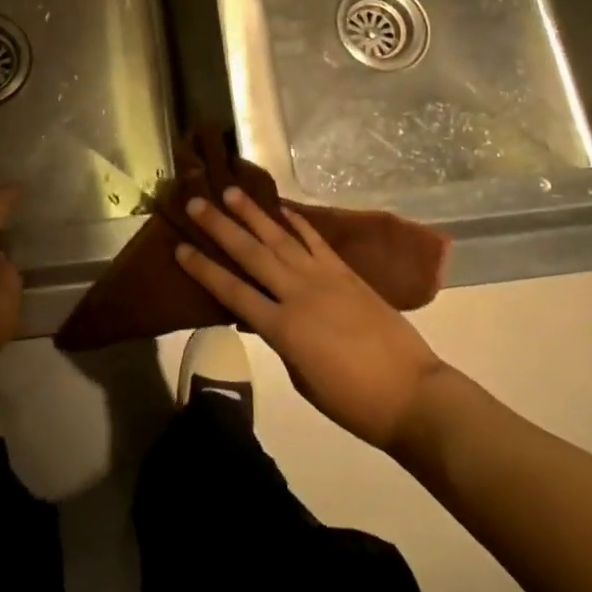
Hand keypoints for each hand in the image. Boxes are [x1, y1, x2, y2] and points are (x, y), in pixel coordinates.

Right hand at [178, 188, 447, 451]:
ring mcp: (324, 278)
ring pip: (280, 238)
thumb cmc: (353, 401)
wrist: (412, 394)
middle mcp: (298, 294)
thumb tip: (265, 315)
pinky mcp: (346, 272)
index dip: (204, 269)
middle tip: (196, 202)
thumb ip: (280, 340)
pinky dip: (297, 222)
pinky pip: (315, 240)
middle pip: (251, 254)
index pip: (233, 292)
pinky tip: (281, 208)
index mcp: (283, 328)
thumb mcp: (302, 378)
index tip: (180, 247)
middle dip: (220, 227)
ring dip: (253, 213)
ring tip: (231, 191)